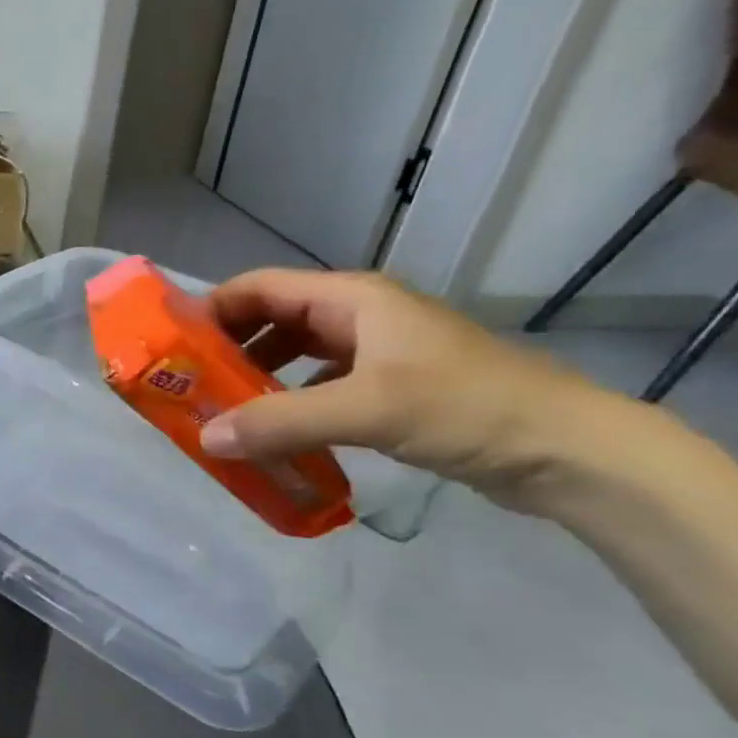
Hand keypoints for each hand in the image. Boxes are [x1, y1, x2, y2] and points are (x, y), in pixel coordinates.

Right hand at [197, 269, 616, 509]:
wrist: (565, 450)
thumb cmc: (466, 408)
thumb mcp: (366, 409)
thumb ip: (281, 422)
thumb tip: (206, 437)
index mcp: (352, 299)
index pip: (261, 288)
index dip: (212, 309)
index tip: (172, 345)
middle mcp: (358, 318)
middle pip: (272, 321)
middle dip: (228, 350)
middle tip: (189, 387)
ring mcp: (375, 354)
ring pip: (294, 356)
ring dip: (256, 381)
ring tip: (222, 414)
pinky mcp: (388, 390)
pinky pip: (318, 388)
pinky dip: (288, 406)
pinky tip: (273, 436)